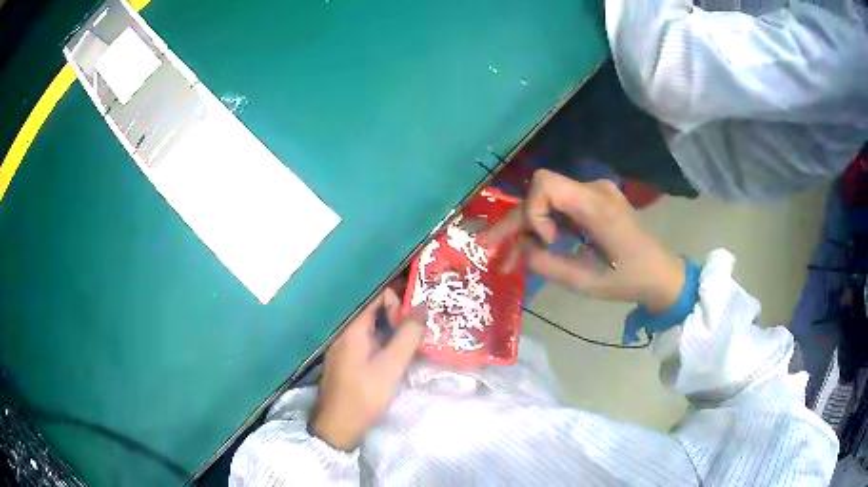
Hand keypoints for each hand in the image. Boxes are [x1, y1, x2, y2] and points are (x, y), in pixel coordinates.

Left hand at [310, 289, 425, 450]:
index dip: (396, 302)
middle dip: (396, 315)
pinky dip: (381, 340)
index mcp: (352, 326)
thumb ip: (409, 334)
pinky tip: (392, 356)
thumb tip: (422, 306)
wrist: (339, 424)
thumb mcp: (393, 365)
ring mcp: (342, 343)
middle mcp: (344, 329)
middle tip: (412, 335)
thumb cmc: (365, 394)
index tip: (409, 324)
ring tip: (407, 345)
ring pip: (370, 324)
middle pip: (373, 307)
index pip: (376, 294)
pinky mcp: (345, 356)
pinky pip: (365, 337)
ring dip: (390, 329)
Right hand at [485, 170, 684, 313]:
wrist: (662, 274)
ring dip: (527, 225)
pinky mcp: (595, 200)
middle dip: (515, 220)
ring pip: (546, 198)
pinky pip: (560, 205)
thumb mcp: (587, 283)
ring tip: (512, 256)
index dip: (533, 211)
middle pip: (540, 191)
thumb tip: (519, 249)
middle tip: (491, 248)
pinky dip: (544, 224)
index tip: (546, 241)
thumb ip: (548, 265)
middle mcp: (594, 190)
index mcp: (597, 206)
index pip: (545, 184)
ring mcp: (595, 192)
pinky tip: (538, 246)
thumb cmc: (630, 280)